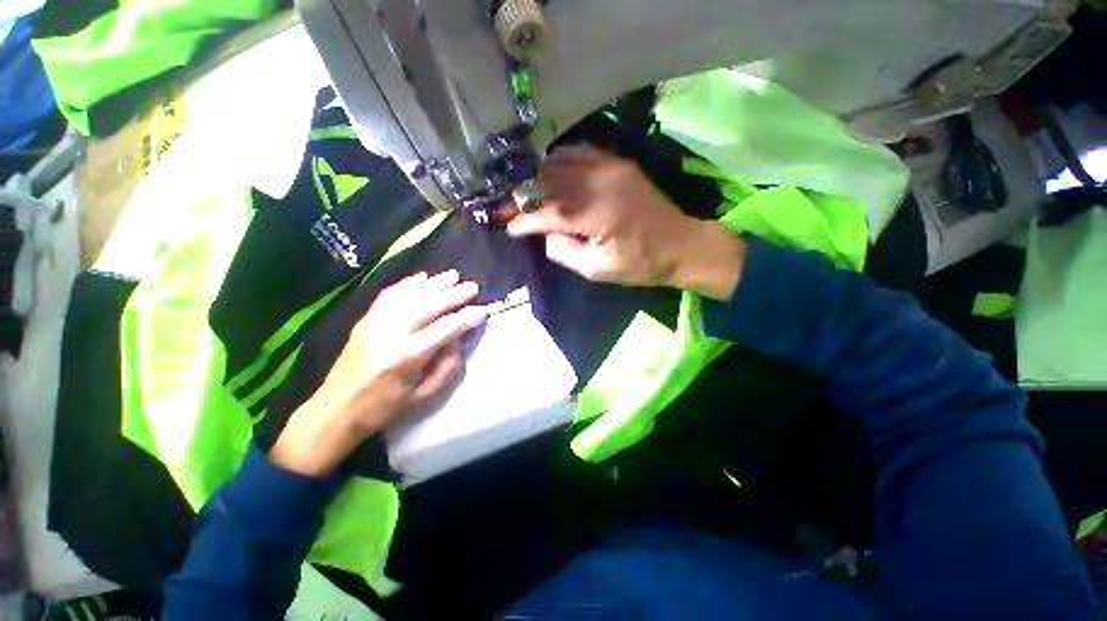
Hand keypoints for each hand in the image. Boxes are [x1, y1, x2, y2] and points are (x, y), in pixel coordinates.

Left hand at [270, 271, 486, 476]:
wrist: (335, 410)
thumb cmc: (384, 408)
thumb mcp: (424, 396)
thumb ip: (447, 366)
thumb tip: (458, 339)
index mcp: (407, 356)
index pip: (445, 329)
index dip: (467, 317)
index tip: (483, 311)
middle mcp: (390, 333)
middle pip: (428, 305)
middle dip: (454, 294)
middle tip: (473, 286)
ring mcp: (374, 323)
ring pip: (409, 294)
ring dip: (434, 283)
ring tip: (453, 275)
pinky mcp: (364, 320)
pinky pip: (389, 294)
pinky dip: (408, 283)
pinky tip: (422, 277)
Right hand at [506, 145, 745, 299]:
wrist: (680, 244)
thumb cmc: (640, 264)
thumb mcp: (598, 270)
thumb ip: (565, 251)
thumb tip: (545, 234)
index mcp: (596, 214)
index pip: (547, 212)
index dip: (524, 219)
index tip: (507, 226)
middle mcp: (600, 183)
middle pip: (549, 181)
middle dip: (522, 194)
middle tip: (505, 205)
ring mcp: (610, 167)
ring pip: (560, 163)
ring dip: (537, 176)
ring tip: (522, 190)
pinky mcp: (617, 163)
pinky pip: (580, 152)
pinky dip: (559, 160)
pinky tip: (549, 171)